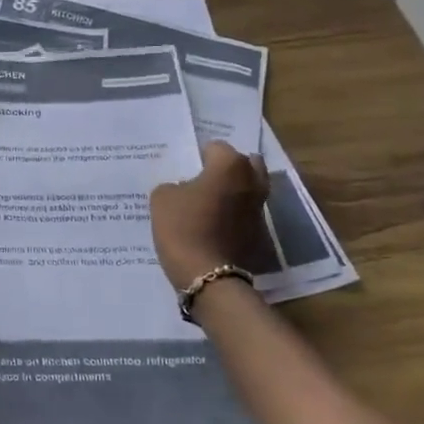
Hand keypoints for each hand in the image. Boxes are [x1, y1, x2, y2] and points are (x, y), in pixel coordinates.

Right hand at [149, 141, 270, 289]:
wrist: (209, 276)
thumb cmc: (183, 227)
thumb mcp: (162, 198)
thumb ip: (173, 185)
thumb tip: (183, 189)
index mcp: (230, 165)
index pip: (215, 147)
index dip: (198, 156)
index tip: (185, 170)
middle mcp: (252, 181)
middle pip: (245, 163)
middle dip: (228, 168)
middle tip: (205, 179)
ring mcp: (260, 209)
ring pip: (249, 189)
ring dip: (235, 191)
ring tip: (210, 202)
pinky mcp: (261, 233)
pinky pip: (247, 213)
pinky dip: (236, 214)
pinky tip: (216, 224)